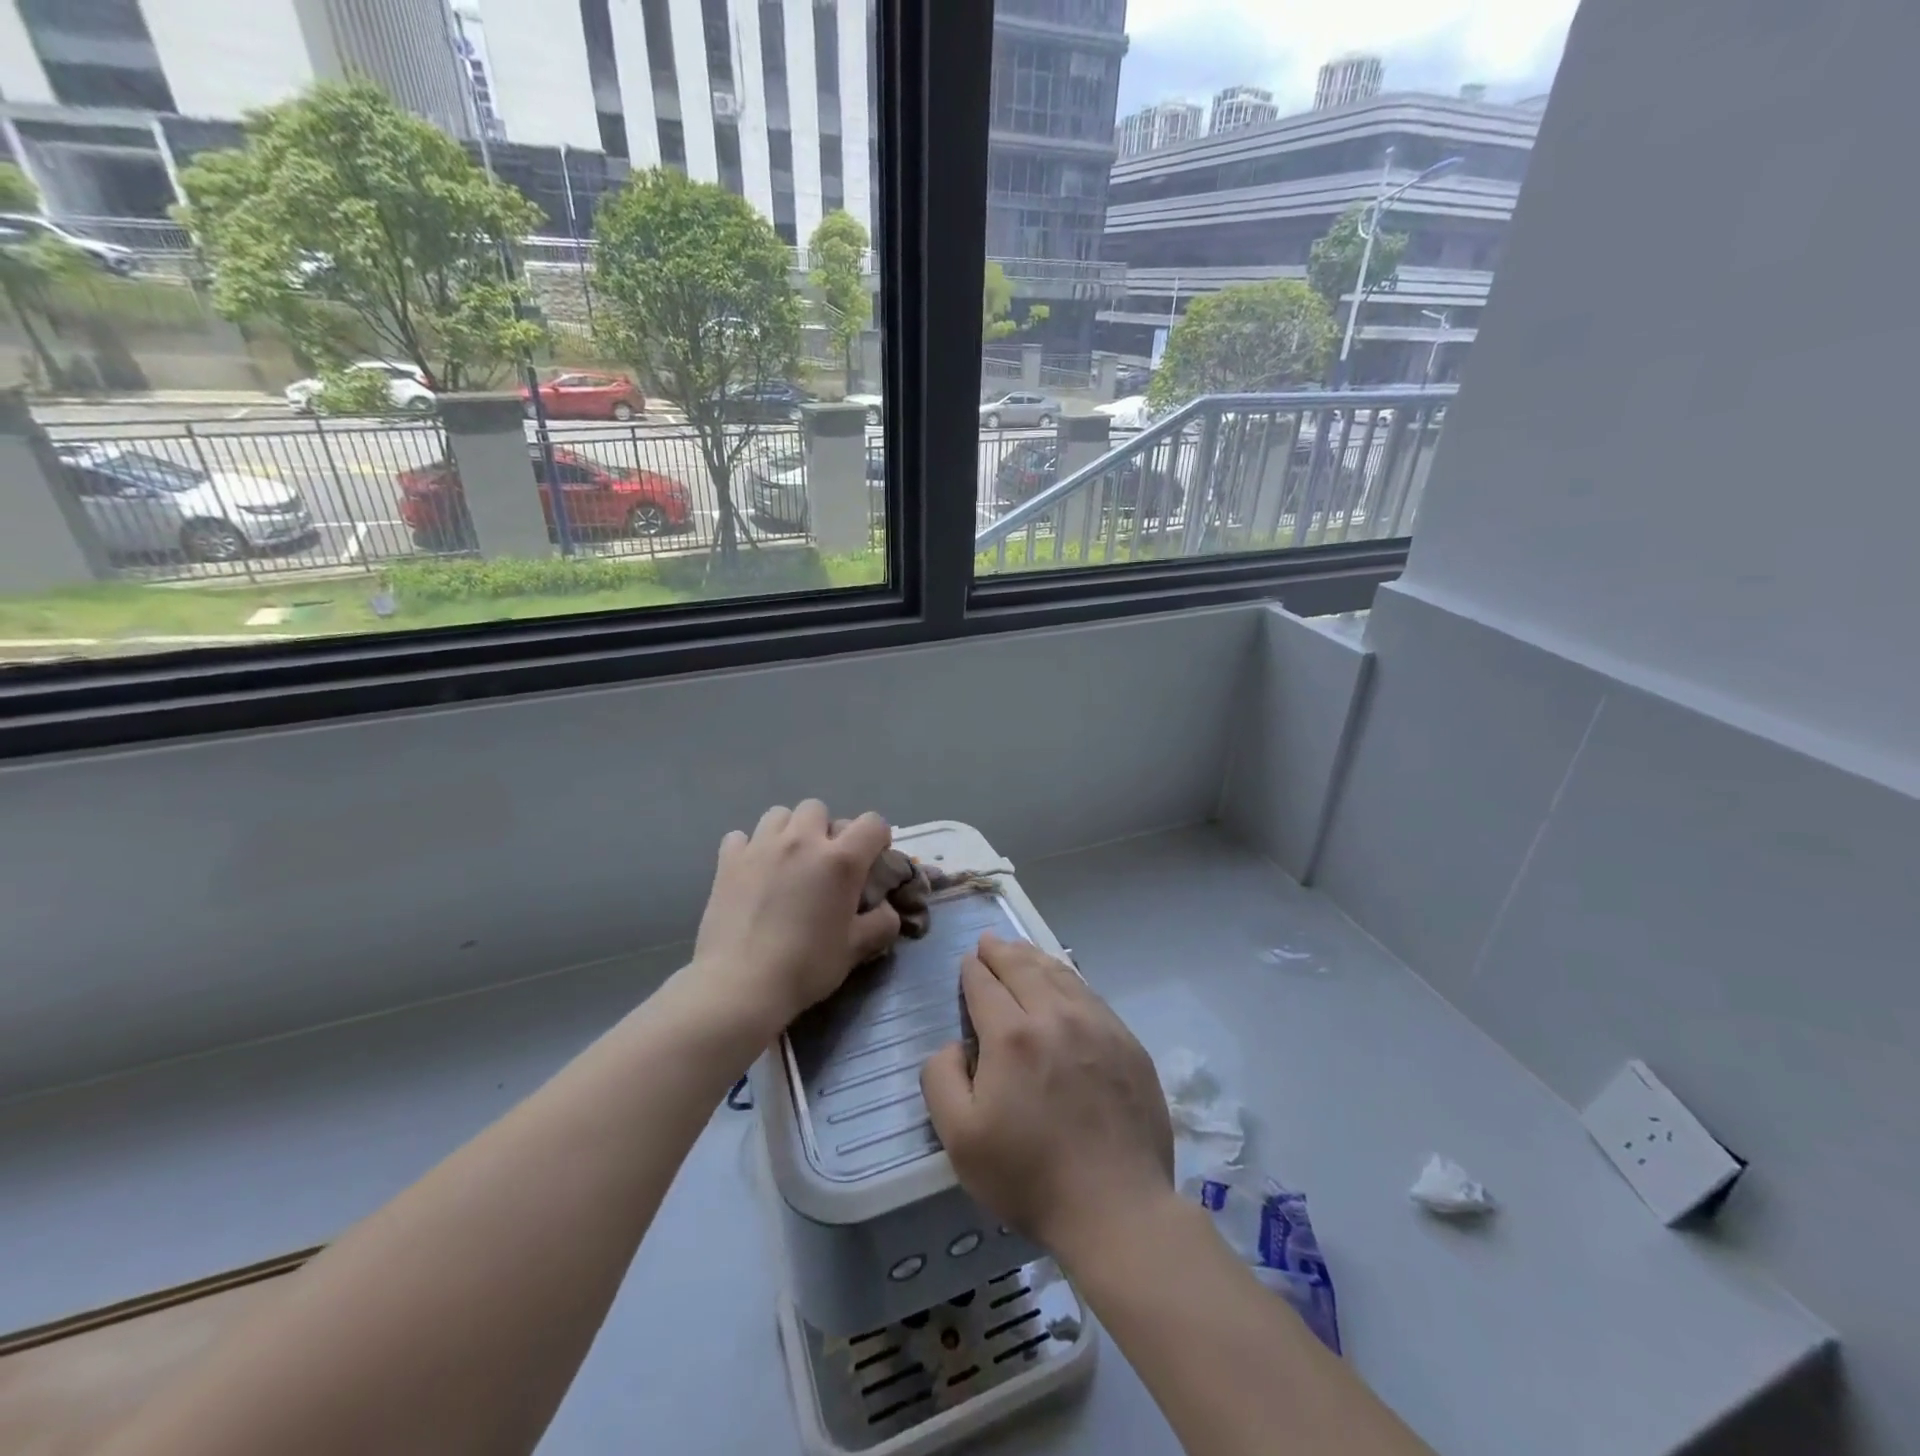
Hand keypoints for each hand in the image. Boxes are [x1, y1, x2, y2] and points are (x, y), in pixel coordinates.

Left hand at [691, 802, 901, 1037]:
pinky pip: (741, 837)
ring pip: (779, 815)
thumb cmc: (806, 966)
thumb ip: (881, 923)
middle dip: (825, 830)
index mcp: (840, 860)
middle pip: (819, 809)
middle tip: (823, 863)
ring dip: (788, 831)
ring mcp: (761, 846)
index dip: (877, 839)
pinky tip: (751, 872)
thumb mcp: (856, 950)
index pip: (872, 823)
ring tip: (786, 862)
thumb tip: (886, 909)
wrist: (741, 985)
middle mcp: (802, 841)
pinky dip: (749, 848)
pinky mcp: (728, 861)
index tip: (871, 862)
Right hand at [921, 933, 1173, 1263]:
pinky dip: (1068, 978)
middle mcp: (1055, 1016)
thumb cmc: (1029, 1176)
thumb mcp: (959, 1138)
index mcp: (1011, 1035)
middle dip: (1001, 951)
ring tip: (1021, 951)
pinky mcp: (1127, 1042)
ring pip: (1059, 974)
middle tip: (989, 941)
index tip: (967, 962)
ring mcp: (1097, 1025)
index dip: (972, 971)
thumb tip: (954, 1044)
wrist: (1117, 1208)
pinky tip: (1063, 981)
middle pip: (1023, 968)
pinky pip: (1090, 995)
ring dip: (1034, 958)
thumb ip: (941, 1078)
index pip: (985, 985)